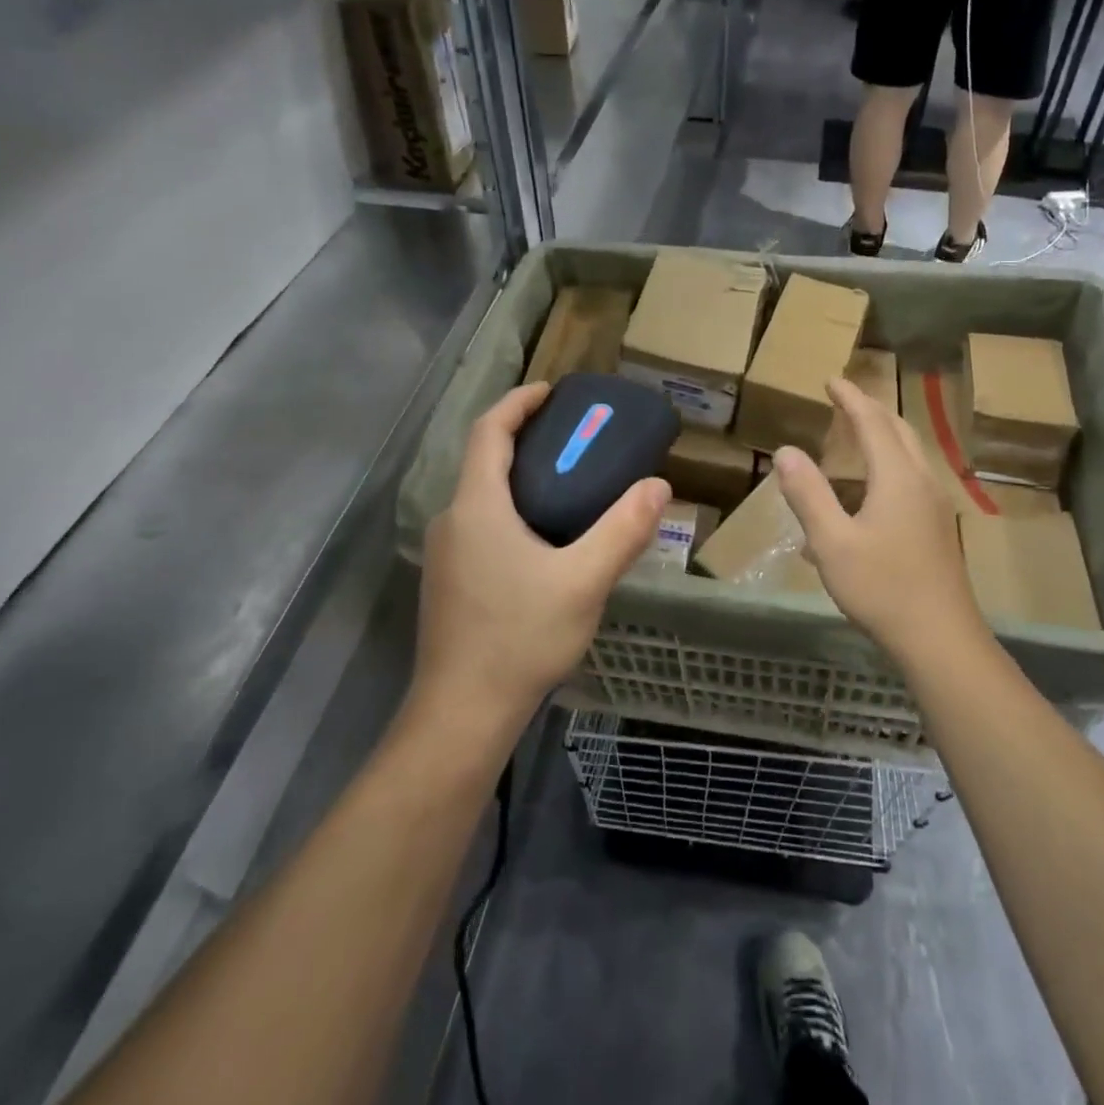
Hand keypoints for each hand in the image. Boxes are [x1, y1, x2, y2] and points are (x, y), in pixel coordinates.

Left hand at [414, 384, 669, 731]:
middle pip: (484, 461)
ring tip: (567, 483)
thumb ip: (622, 531)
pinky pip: (480, 525)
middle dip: (524, 438)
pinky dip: (510, 509)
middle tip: (573, 437)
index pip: (490, 431)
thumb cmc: (519, 638)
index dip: (518, 402)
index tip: (552, 391)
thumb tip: (658, 486)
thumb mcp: (583, 581)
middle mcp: (453, 520)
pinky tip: (544, 539)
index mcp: (477, 506)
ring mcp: (446, 554)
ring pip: (481, 496)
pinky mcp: (449, 582)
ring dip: (518, 477)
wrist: (462, 713)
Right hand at [773, 378, 987, 671]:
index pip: (872, 421)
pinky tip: (862, 499)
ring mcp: (934, 506)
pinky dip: (886, 468)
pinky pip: (909, 480)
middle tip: (844, 400)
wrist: (940, 638)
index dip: (850, 398)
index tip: (831, 380)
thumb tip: (786, 451)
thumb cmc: (882, 587)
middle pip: (898, 431)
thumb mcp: (832, 542)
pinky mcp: (936, 528)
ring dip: (881, 438)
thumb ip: (808, 494)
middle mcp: (921, 482)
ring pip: (908, 456)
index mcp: (898, 477)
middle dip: (870, 411)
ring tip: (853, 438)